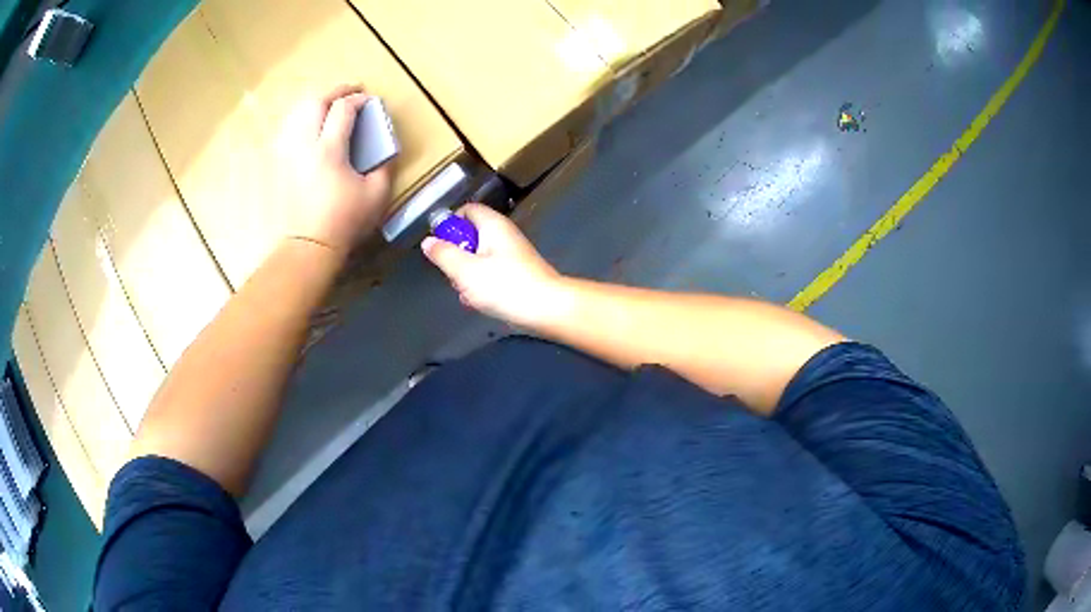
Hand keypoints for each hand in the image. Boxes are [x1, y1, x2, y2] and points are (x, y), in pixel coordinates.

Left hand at [279, 85, 393, 255]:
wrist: (310, 244)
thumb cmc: (345, 221)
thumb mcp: (376, 194)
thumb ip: (383, 165)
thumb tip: (383, 148)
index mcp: (329, 150)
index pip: (343, 109)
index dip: (358, 99)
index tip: (370, 101)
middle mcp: (305, 145)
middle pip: (315, 102)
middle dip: (336, 90)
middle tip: (351, 90)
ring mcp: (289, 153)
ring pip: (298, 112)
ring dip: (316, 101)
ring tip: (330, 103)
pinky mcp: (281, 163)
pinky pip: (288, 129)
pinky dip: (301, 118)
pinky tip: (310, 123)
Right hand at [421, 204, 568, 326]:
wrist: (547, 308)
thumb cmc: (505, 286)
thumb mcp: (465, 270)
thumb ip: (443, 254)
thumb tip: (428, 241)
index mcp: (492, 225)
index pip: (467, 210)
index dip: (450, 223)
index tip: (439, 243)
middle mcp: (504, 235)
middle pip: (471, 236)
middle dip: (456, 256)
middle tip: (453, 274)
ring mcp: (512, 255)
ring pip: (479, 259)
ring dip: (467, 276)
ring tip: (466, 293)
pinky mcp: (517, 274)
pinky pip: (491, 274)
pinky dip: (482, 286)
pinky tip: (478, 303)